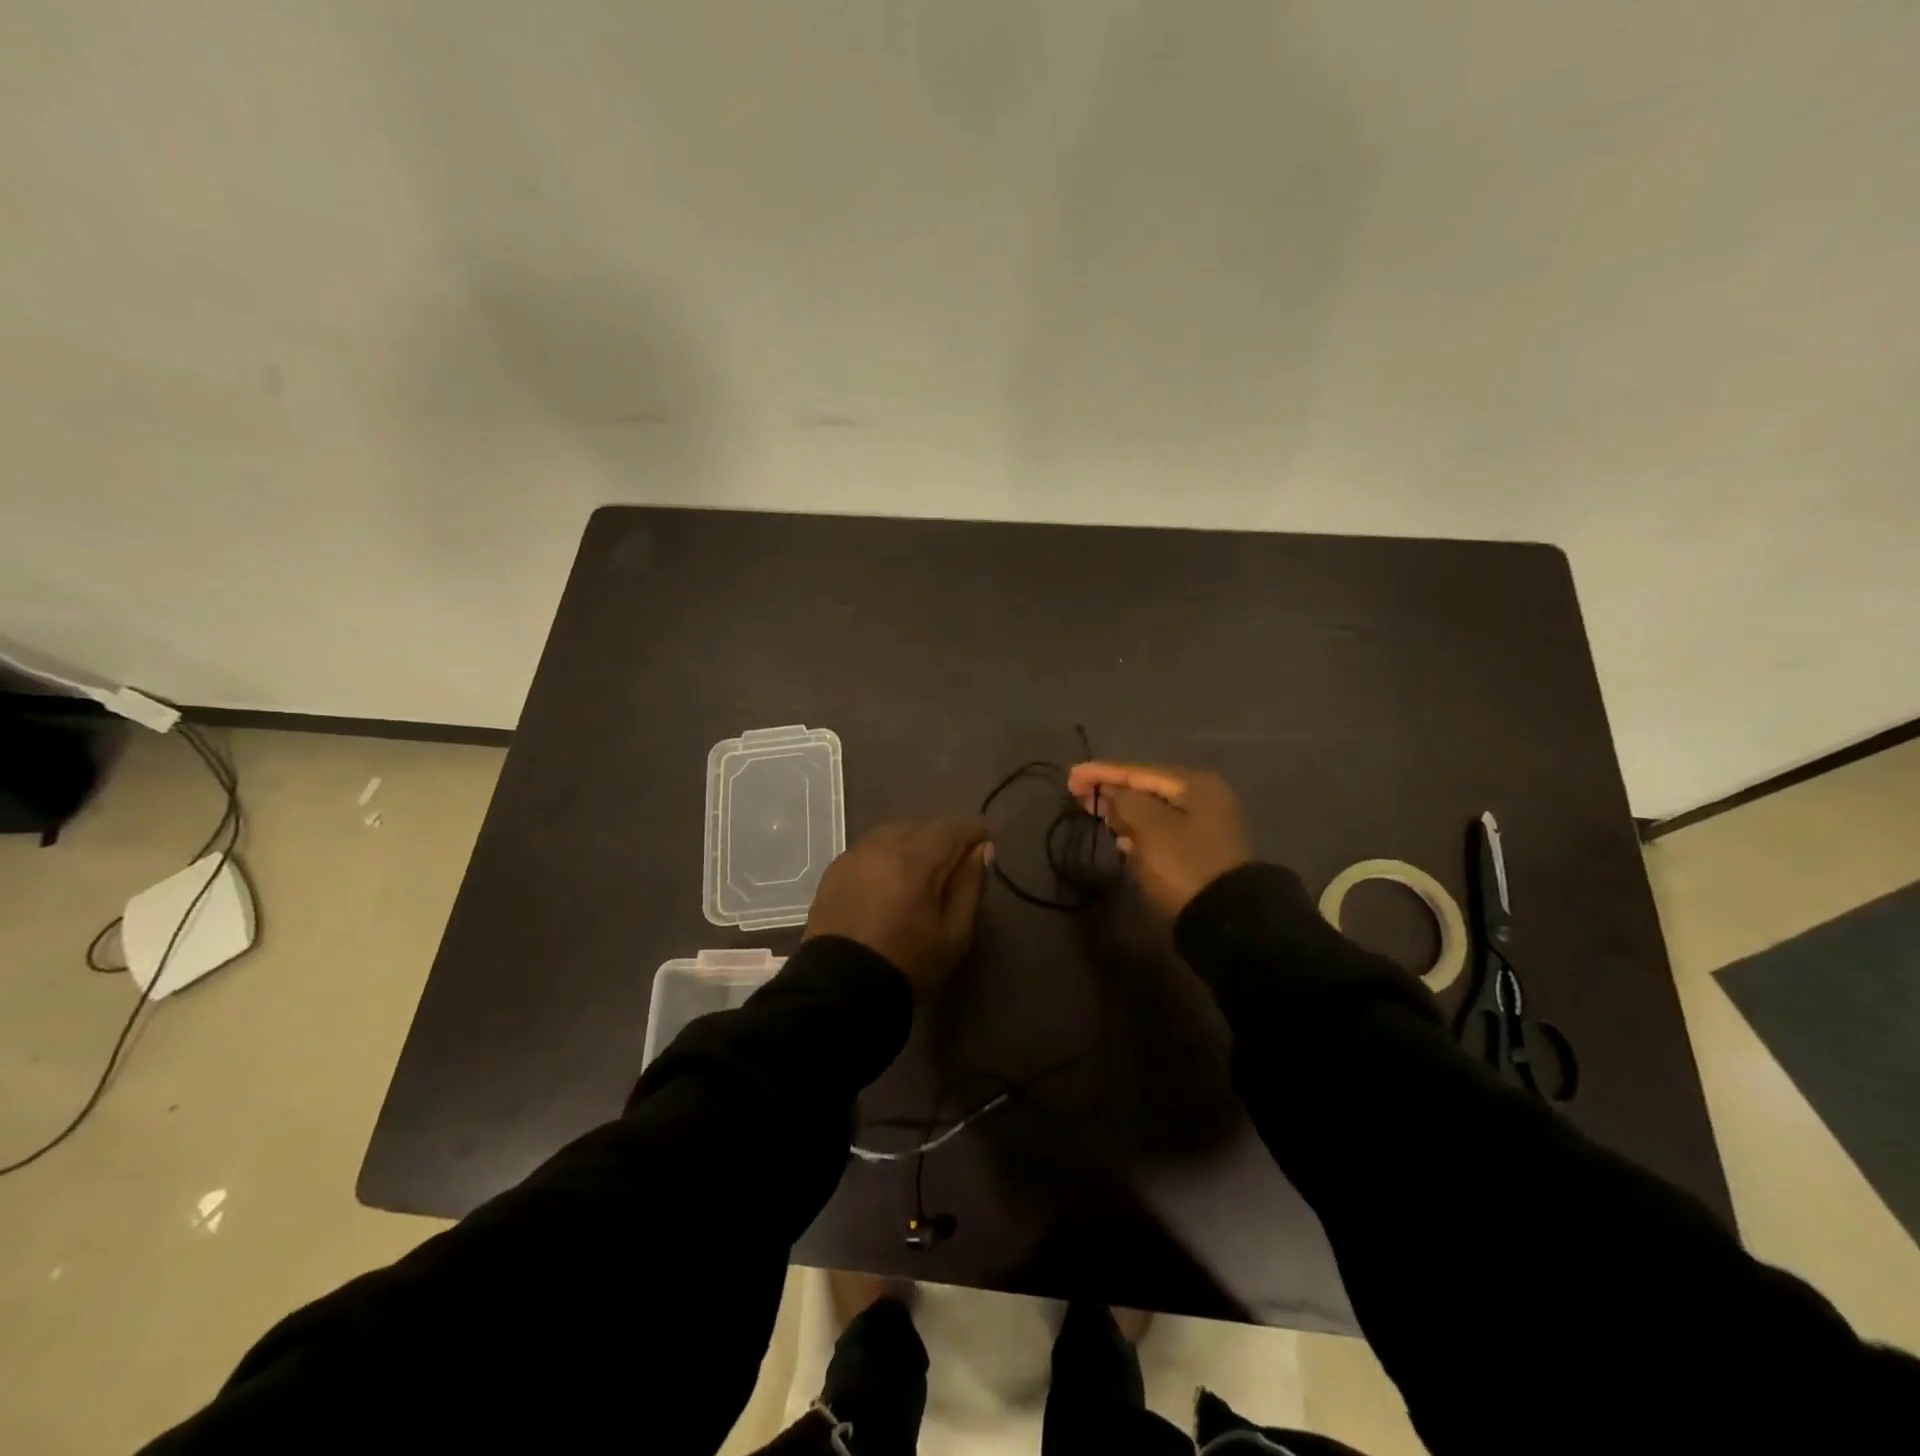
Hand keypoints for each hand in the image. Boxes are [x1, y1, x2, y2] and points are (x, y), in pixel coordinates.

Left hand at [804, 819, 990, 998]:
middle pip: (919, 826)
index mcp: (913, 860)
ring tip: (922, 868)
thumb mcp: (954, 934)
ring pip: (891, 833)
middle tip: (955, 860)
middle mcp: (881, 847)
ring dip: (912, 842)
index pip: (949, 829)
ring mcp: (853, 856)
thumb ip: (970, 886)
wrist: (840, 990)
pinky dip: (886, 854)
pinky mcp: (834, 871)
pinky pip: (868, 848)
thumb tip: (982, 850)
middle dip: (941, 837)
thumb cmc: (907, 963)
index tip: (984, 841)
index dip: (971, 831)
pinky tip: (890, 877)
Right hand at [1065, 762, 1251, 919]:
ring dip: (1123, 811)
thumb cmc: (1184, 864)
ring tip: (1095, 812)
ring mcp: (1204, 825)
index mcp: (1194, 784)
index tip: (1070, 776)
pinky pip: (1161, 831)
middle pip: (1147, 788)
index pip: (1139, 771)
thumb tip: (1115, 793)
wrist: (1225, 917)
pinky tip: (1121, 838)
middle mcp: (1203, 798)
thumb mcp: (1150, 827)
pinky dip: (1138, 831)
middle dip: (1112, 790)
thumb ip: (1126, 801)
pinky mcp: (1199, 850)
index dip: (1102, 772)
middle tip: (1077, 793)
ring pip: (1153, 810)